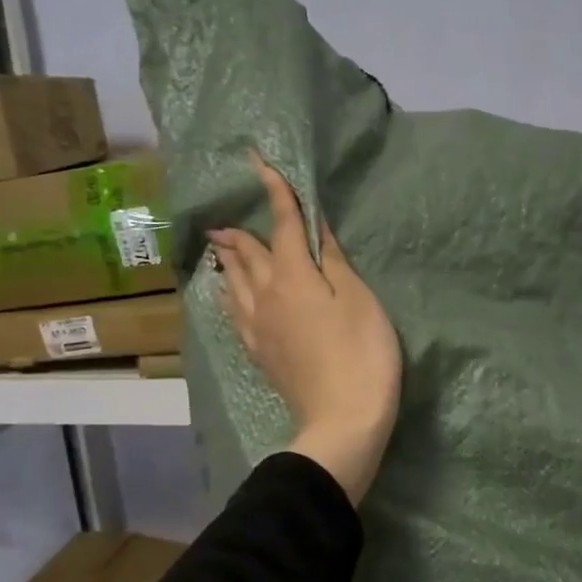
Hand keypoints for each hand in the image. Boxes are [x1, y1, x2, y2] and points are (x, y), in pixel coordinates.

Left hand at [209, 155, 401, 504]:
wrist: (343, 420)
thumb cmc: (362, 353)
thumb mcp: (358, 299)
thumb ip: (332, 260)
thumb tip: (314, 226)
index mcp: (293, 276)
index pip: (281, 224)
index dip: (274, 191)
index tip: (259, 162)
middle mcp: (266, 296)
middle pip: (247, 254)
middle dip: (239, 231)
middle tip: (225, 216)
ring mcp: (258, 327)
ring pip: (234, 283)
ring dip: (227, 260)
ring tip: (220, 247)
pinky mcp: (260, 352)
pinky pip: (235, 312)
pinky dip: (229, 294)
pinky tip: (230, 297)